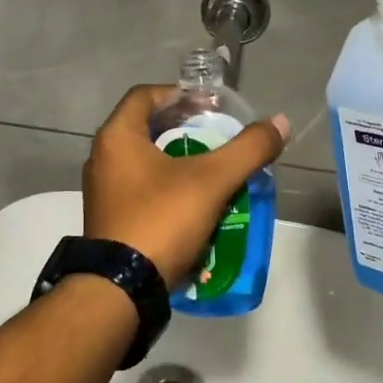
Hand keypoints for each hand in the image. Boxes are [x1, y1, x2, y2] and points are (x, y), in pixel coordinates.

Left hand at [83, 85, 290, 284]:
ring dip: (177, 160)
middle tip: (217, 135)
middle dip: (183, 128)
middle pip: (145, 128)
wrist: (122, 288)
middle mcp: (102, 158)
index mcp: (117, 137)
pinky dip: (166, 187)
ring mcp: (102, 192)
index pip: (146, 95)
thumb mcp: (212, 181)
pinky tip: (195, 203)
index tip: (210, 106)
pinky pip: (140, 190)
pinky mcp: (109, 219)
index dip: (180, 94)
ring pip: (144, 161)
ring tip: (212, 169)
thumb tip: (280, 123)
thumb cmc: (162, 220)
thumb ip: (248, 149)